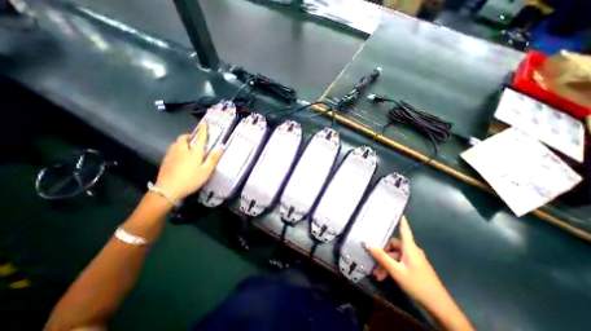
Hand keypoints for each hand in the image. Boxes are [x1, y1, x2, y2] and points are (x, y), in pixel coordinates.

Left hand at [154, 123, 224, 200]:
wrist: (167, 190)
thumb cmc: (191, 180)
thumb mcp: (206, 171)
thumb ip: (213, 158)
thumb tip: (221, 146)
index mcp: (194, 153)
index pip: (199, 138)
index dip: (203, 130)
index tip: (204, 123)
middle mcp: (182, 150)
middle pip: (183, 138)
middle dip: (189, 136)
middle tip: (194, 140)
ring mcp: (171, 155)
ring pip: (176, 143)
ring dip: (182, 142)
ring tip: (187, 147)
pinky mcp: (165, 160)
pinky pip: (172, 149)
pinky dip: (177, 148)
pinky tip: (180, 157)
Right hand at [368, 218, 444, 308]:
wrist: (440, 308)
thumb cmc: (417, 284)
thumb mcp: (396, 270)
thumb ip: (381, 256)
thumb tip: (367, 243)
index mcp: (410, 248)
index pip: (405, 229)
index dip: (401, 221)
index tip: (398, 212)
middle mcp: (411, 251)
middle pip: (394, 246)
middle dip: (382, 254)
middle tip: (373, 261)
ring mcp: (413, 260)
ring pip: (395, 257)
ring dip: (385, 264)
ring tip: (377, 275)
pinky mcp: (414, 268)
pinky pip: (399, 264)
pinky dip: (391, 269)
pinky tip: (384, 277)